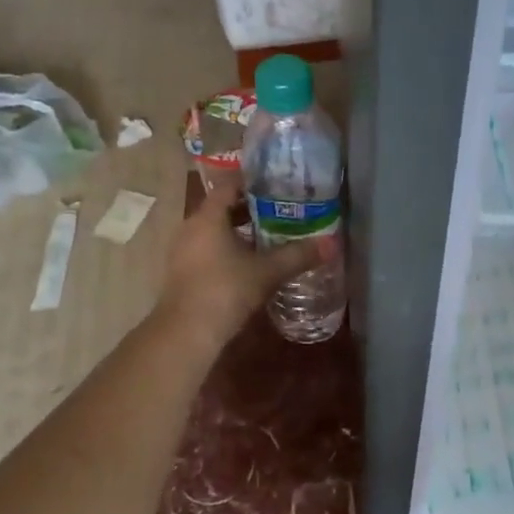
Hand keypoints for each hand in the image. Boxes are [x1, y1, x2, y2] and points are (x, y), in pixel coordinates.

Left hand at [154, 177, 333, 351]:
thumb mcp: (266, 272)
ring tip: (270, 235)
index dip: (252, 181)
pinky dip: (228, 248)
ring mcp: (183, 250)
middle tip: (281, 209)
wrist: (186, 333)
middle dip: (250, 207)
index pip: (228, 185)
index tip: (276, 183)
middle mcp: (191, 227)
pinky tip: (250, 262)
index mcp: (209, 217)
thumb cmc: (225, 290)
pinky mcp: (183, 271)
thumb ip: (297, 256)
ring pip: (214, 229)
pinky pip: (208, 248)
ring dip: (239, 230)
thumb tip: (330, 244)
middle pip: (222, 207)